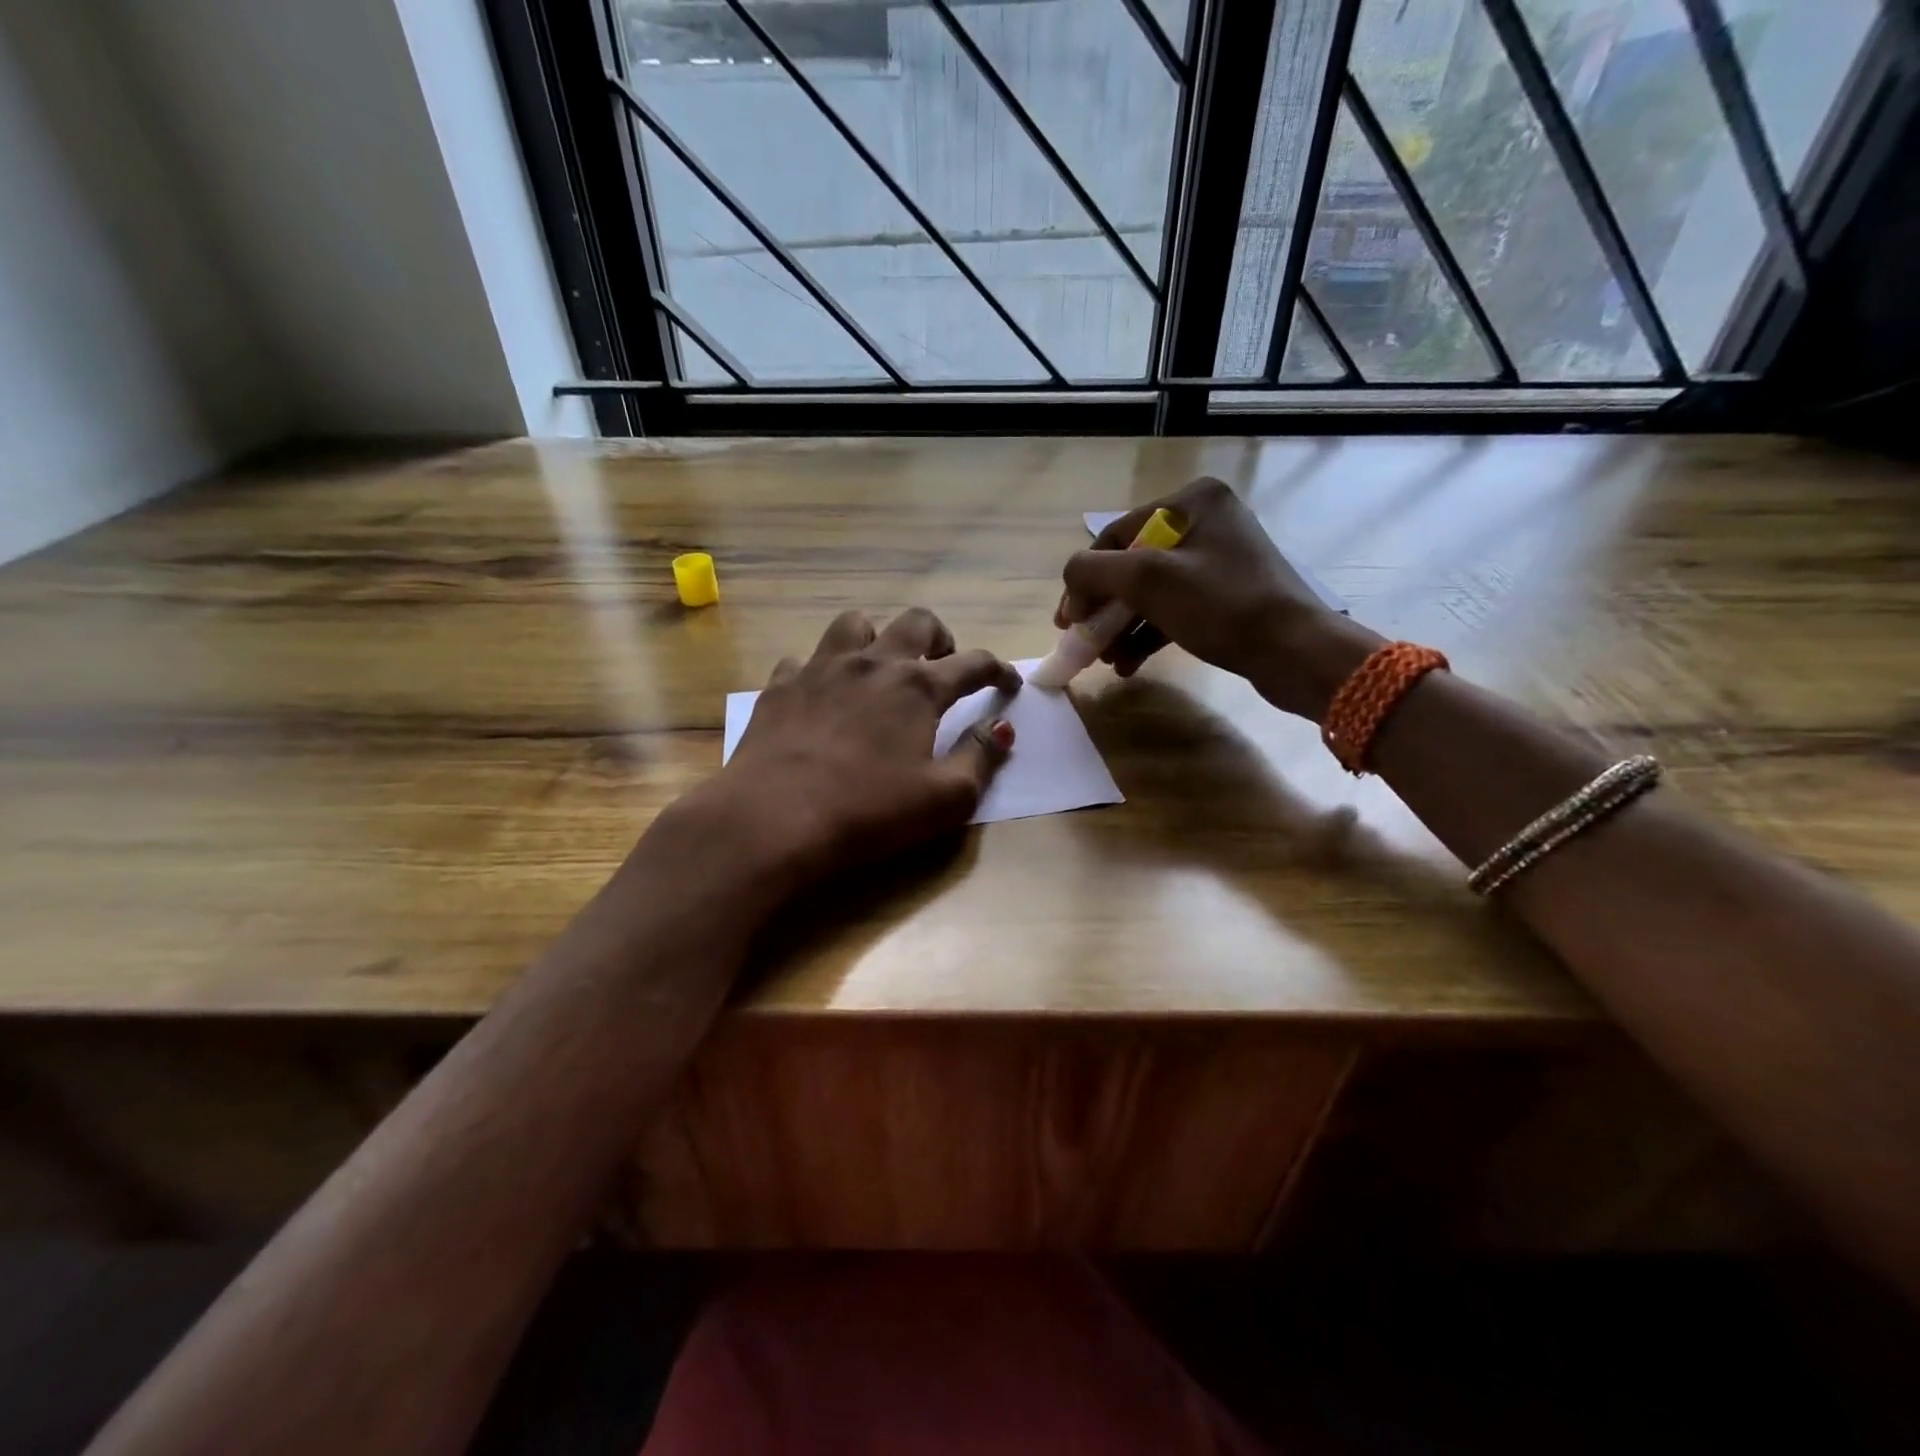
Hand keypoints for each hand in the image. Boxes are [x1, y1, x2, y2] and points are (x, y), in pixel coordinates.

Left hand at [690, 607, 1020, 889]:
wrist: (774, 819)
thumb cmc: (869, 812)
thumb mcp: (945, 798)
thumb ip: (981, 757)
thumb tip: (1003, 727)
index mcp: (918, 687)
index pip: (973, 664)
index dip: (998, 670)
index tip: (1008, 682)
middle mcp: (872, 664)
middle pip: (916, 622)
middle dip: (940, 637)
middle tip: (943, 663)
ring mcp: (821, 669)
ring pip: (855, 624)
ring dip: (877, 638)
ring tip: (880, 666)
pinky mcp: (780, 686)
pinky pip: (804, 659)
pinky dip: (821, 670)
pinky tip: (821, 694)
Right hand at [1058, 476, 1380, 720]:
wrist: (1296, 652)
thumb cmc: (1222, 606)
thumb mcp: (1148, 581)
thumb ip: (1094, 571)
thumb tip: (1070, 578)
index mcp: (1191, 501)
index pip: (1116, 536)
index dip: (1085, 579)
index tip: (1067, 622)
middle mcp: (1206, 522)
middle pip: (1132, 565)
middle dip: (1104, 609)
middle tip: (1084, 642)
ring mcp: (1219, 560)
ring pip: (1150, 592)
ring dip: (1121, 627)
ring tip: (1106, 660)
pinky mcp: (1227, 595)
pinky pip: (1173, 609)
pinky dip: (1148, 634)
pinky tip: (1129, 664)